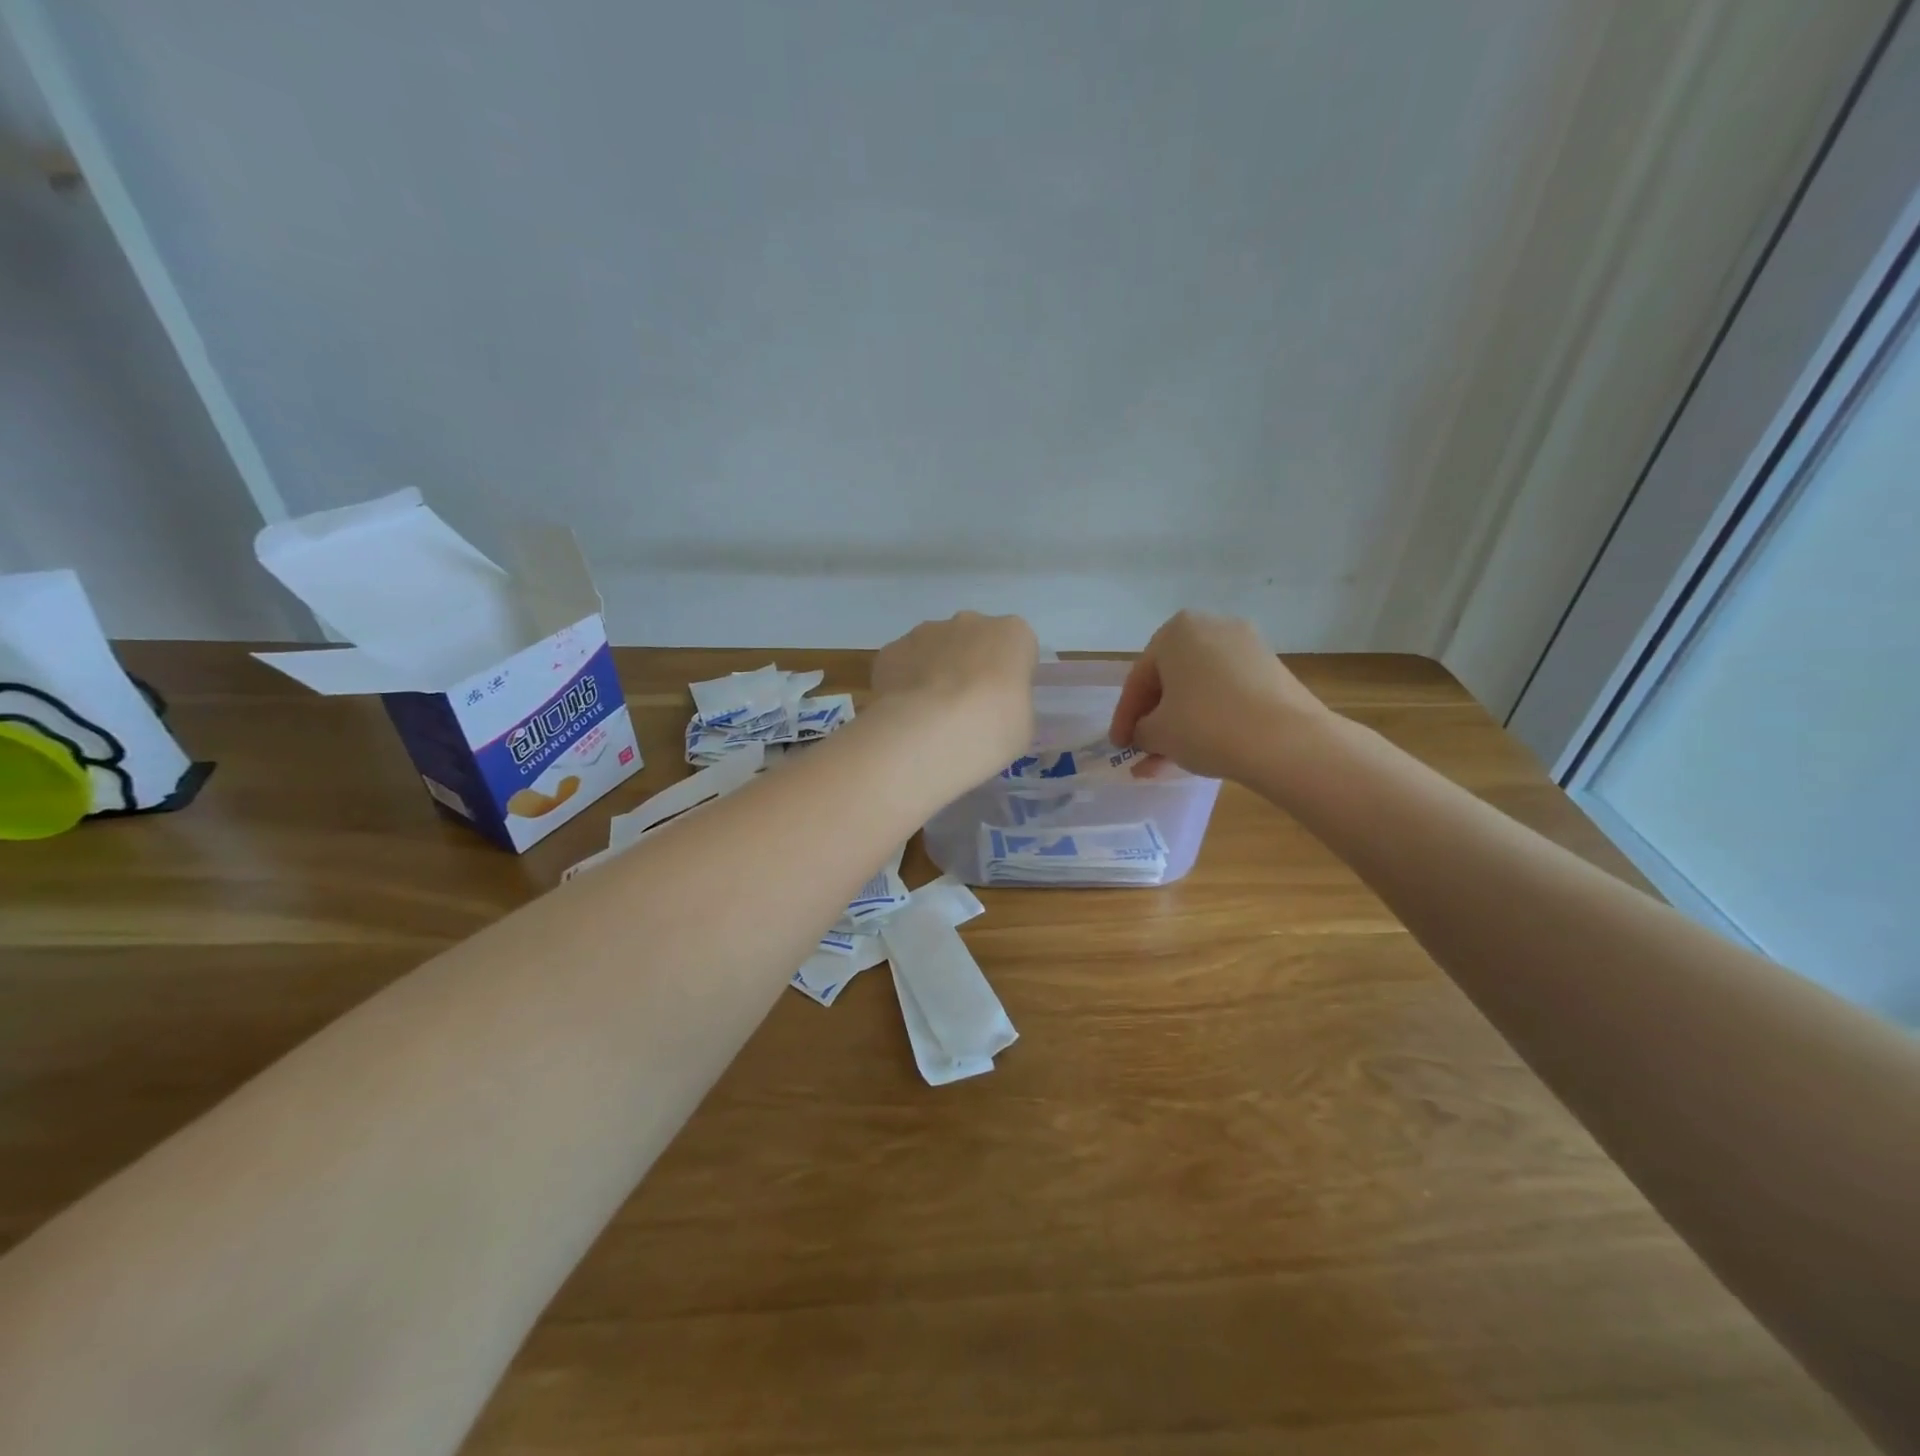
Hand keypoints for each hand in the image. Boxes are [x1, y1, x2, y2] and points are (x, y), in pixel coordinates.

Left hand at [873, 612, 1037, 779]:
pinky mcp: (891, 650)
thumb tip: (996, 710)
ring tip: (931, 717)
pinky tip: (905, 715)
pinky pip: (903, 664)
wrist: (929, 733)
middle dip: (970, 668)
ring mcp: (925, 632)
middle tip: (966, 710)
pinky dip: (904, 684)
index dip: (1010, 677)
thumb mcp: (1022, 726)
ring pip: (935, 648)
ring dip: (935, 673)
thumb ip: (1013, 706)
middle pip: (974, 641)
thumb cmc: (992, 729)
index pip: (1017, 648)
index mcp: (1012, 634)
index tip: (1003, 704)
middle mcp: (969, 622)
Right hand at [1110, 611, 1328, 781]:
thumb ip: (1141, 730)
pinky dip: (1208, 719)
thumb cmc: (1206, 726)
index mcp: (1176, 631)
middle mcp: (1211, 627)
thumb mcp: (1158, 733)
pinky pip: (1226, 694)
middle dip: (1154, 720)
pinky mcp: (1271, 670)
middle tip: (1142, 751)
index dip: (1124, 718)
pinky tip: (1199, 750)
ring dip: (1179, 724)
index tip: (1117, 747)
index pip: (1138, 680)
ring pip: (1198, 690)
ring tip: (1166, 762)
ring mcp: (1247, 647)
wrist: (1287, 742)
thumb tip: (1145, 734)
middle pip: (1170, 681)